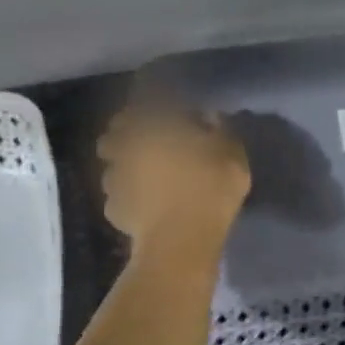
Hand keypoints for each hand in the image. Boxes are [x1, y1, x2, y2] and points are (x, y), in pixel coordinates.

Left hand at [98, 102, 251, 252]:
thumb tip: (208, 116)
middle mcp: (124, 146)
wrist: (181, 241)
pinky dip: (129, 197)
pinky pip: (119, 197)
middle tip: (150, 143)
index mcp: (150, 124)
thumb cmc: (209, 187)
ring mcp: (114, 180)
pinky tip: (146, 205)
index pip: (141, 103)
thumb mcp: (231, 152)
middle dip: (128, 135)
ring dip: (125, 167)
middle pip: (115, 134)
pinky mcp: (113, 210)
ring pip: (113, 166)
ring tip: (146, 177)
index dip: (152, 105)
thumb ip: (219, 129)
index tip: (167, 112)